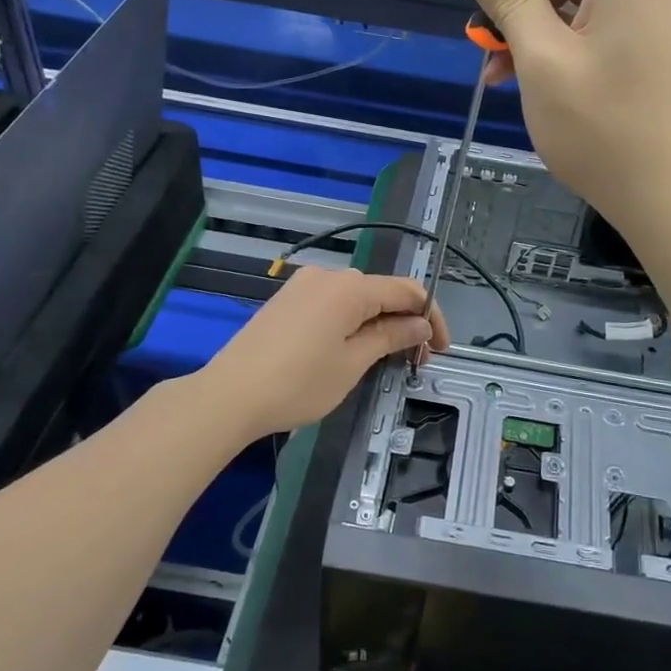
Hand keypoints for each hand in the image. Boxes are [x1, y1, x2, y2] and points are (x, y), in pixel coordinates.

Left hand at [195, 266, 449, 436]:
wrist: (228, 395)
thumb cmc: (298, 382)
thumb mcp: (353, 363)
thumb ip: (391, 337)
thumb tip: (421, 325)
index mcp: (351, 286)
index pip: (408, 291)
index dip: (432, 317)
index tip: (443, 349)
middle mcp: (329, 275)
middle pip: (382, 292)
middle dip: (405, 322)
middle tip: (415, 361)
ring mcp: (304, 285)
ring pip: (357, 299)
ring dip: (379, 324)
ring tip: (385, 360)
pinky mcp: (287, 300)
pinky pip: (333, 304)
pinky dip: (352, 322)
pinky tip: (352, 350)